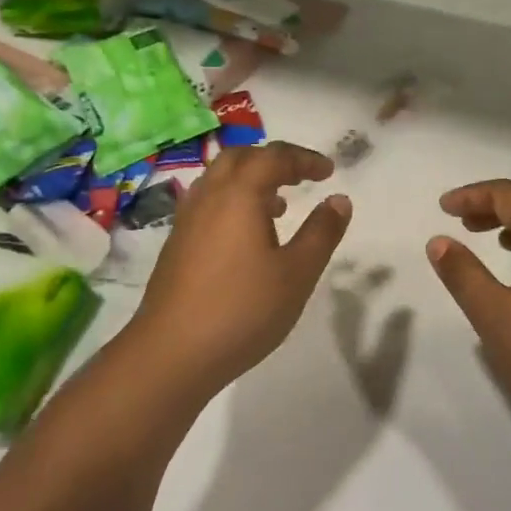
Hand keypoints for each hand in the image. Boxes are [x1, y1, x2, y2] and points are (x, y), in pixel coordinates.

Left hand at [128, 142, 352, 399]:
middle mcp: (209, 196)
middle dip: (274, 160)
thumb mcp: (297, 273)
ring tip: (279, 205)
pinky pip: (208, 202)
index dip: (304, 159)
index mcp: (239, 194)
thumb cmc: (242, 309)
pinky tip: (247, 236)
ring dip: (251, 179)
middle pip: (241, 158)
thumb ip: (322, 232)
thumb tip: (339, 199)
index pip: (274, 157)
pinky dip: (233, 201)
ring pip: (219, 179)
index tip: (329, 171)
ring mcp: (187, 220)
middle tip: (301, 177)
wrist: (171, 353)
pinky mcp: (176, 244)